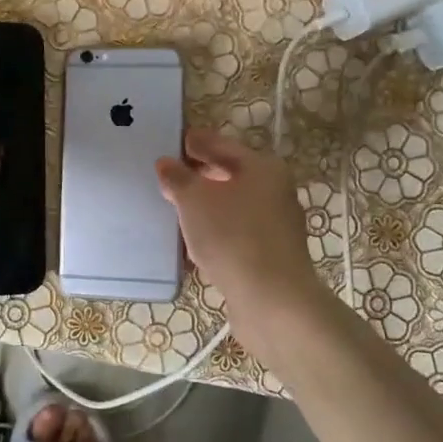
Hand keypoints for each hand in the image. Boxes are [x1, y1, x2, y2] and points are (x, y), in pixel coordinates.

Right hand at [156, 129, 331, 348]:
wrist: (272, 301)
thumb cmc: (232, 237)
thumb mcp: (194, 200)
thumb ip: (178, 178)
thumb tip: (166, 163)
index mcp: (263, 168)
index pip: (222, 145)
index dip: (197, 142)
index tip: (175, 141)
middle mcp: (275, 191)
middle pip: (231, 175)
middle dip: (200, 175)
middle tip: (170, 175)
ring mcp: (276, 225)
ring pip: (233, 206)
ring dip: (207, 206)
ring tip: (176, 209)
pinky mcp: (270, 255)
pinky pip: (235, 233)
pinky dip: (215, 231)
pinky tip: (194, 242)